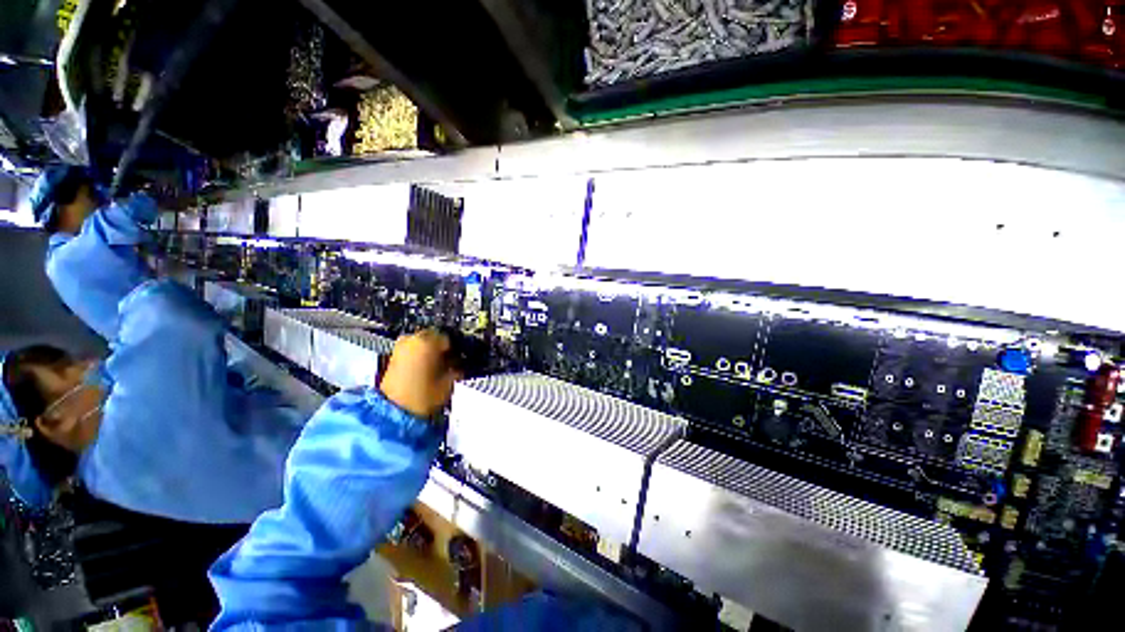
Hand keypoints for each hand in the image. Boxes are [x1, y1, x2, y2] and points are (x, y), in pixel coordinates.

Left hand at [379, 329, 462, 418]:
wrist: (394, 412)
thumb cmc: (423, 396)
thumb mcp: (449, 381)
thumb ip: (457, 368)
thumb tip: (459, 363)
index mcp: (428, 341)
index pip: (449, 337)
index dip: (456, 348)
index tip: (460, 357)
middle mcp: (412, 339)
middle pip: (433, 337)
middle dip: (442, 348)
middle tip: (450, 361)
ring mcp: (400, 347)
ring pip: (422, 344)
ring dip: (430, 352)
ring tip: (438, 367)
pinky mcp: (392, 358)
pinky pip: (411, 351)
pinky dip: (419, 357)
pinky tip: (426, 370)